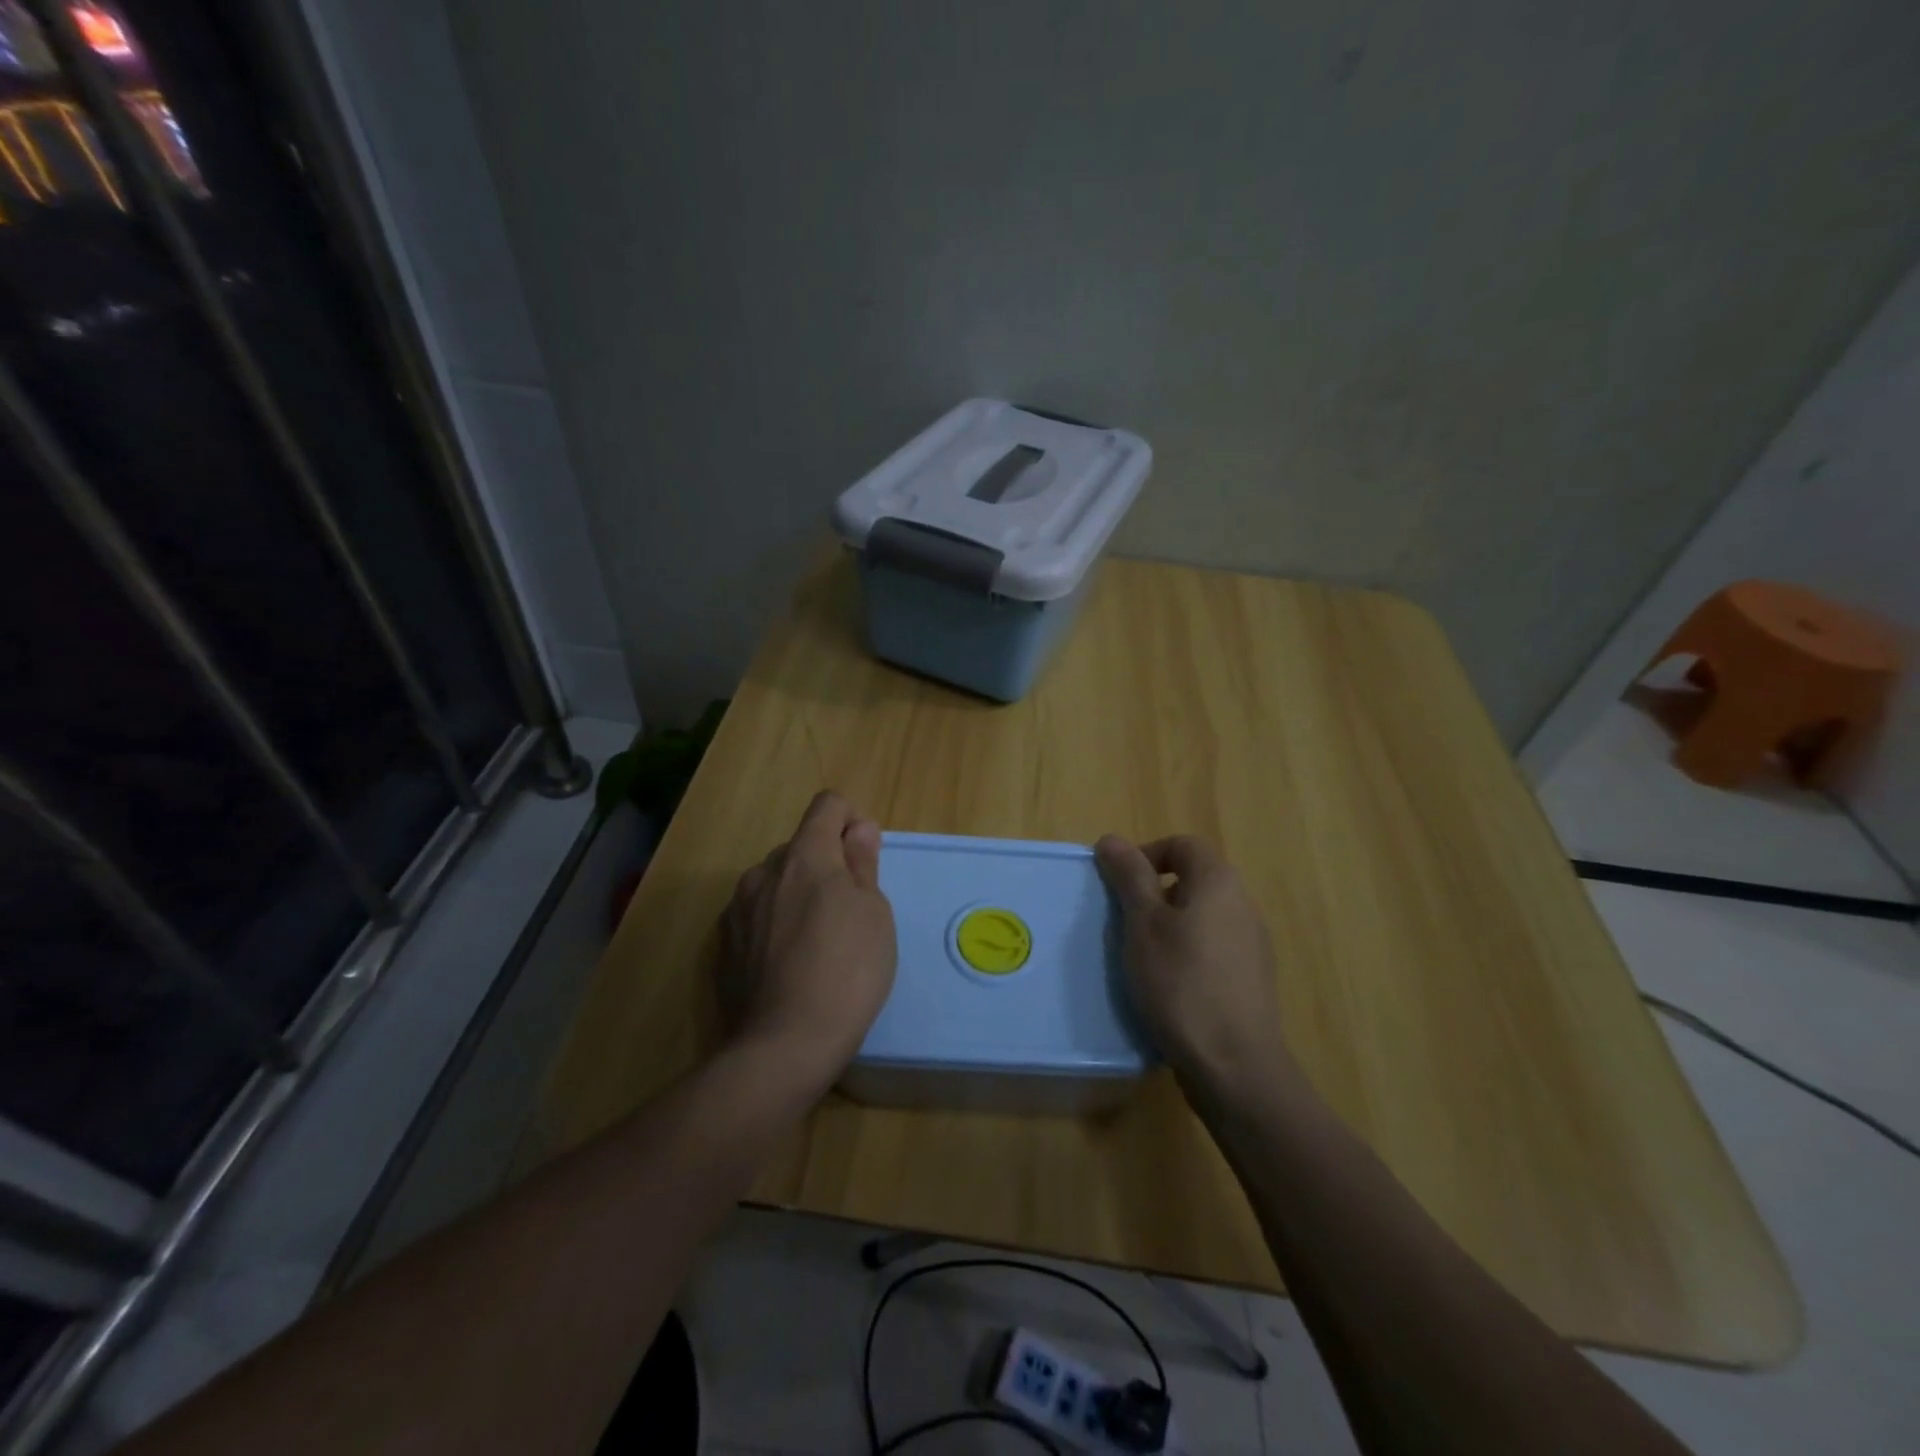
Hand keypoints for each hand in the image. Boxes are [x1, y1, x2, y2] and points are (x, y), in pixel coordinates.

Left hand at [720, 792, 896, 1091]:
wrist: (784, 1044)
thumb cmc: (847, 970)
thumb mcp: (874, 913)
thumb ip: (862, 863)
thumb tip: (859, 828)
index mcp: (805, 856)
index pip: (827, 805)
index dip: (852, 819)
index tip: (866, 856)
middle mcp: (764, 871)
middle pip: (801, 845)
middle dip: (827, 862)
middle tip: (851, 909)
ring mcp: (738, 908)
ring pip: (776, 881)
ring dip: (799, 892)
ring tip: (819, 940)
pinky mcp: (724, 943)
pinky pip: (757, 914)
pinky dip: (776, 921)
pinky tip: (791, 962)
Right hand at [1094, 833, 1294, 1094]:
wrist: (1235, 1065)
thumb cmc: (1181, 982)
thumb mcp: (1142, 924)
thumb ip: (1129, 877)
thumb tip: (1112, 839)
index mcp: (1218, 881)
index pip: (1183, 844)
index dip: (1147, 854)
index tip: (1120, 886)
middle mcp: (1243, 903)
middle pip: (1194, 878)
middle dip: (1154, 892)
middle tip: (1125, 922)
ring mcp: (1252, 943)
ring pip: (1202, 915)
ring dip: (1170, 924)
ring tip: (1142, 957)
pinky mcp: (1251, 978)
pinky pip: (1213, 947)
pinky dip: (1188, 953)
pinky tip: (1170, 986)